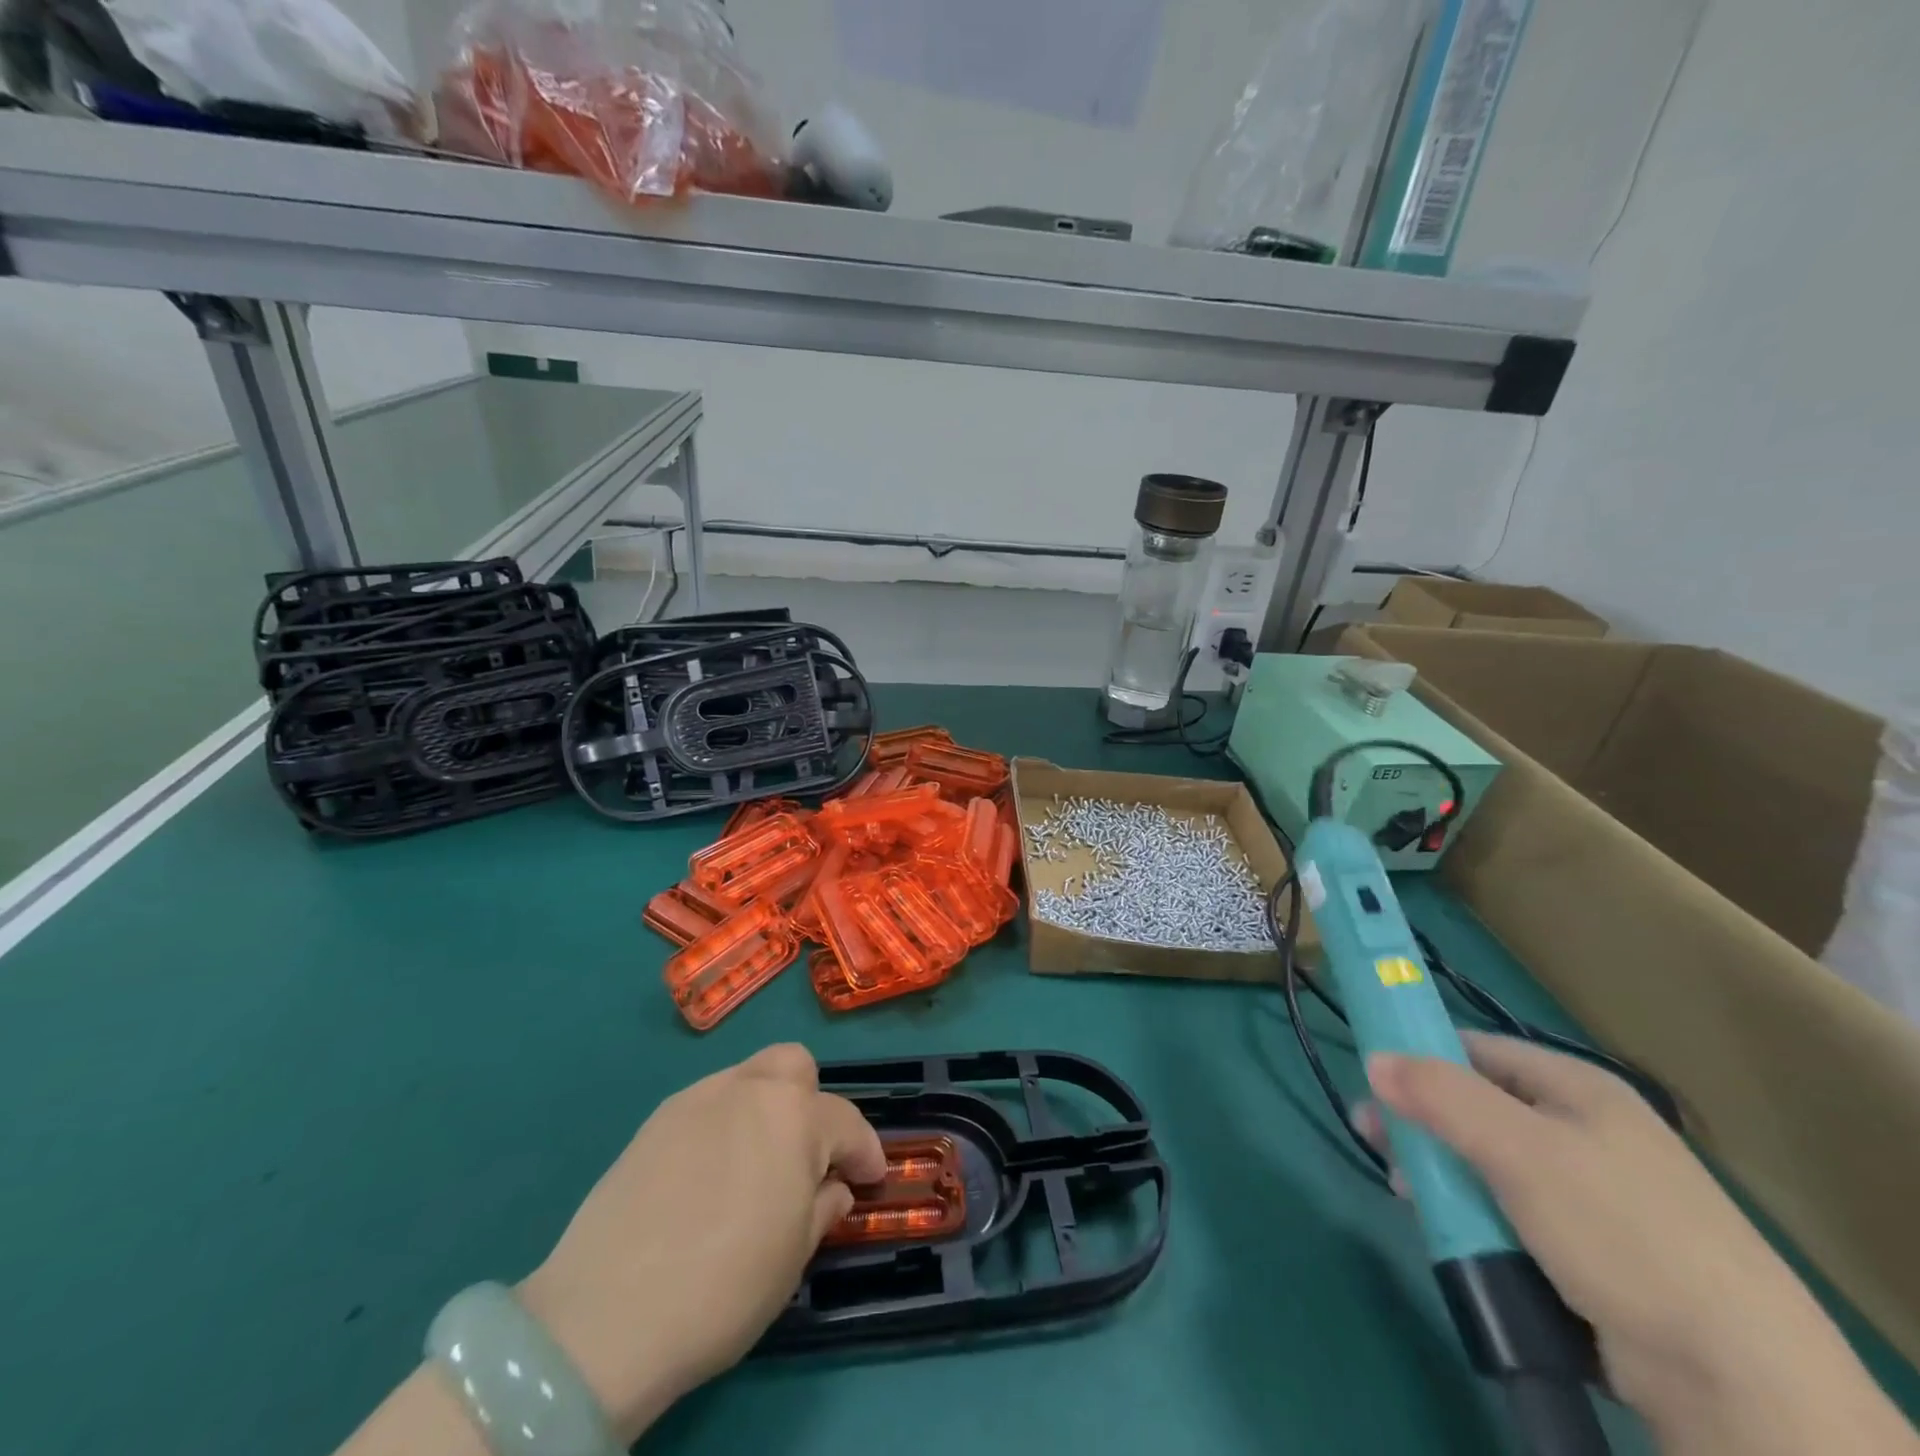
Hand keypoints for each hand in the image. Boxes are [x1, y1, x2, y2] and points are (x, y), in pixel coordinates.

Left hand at [518, 1044, 884, 1443]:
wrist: (608, 1314)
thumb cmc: (725, 1285)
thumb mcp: (794, 1256)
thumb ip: (822, 1207)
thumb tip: (832, 1187)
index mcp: (795, 1116)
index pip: (846, 1122)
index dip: (865, 1151)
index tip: (870, 1178)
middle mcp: (750, 1089)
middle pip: (795, 1066)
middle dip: (811, 1102)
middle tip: (806, 1155)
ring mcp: (698, 1098)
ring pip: (748, 1078)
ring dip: (765, 1109)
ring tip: (754, 1164)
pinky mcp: (656, 1120)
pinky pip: (707, 1104)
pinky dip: (722, 1125)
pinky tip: (708, 1174)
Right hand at [1359, 1034, 1918, 1455]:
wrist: (1735, 1378)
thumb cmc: (1619, 1231)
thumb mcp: (1519, 1150)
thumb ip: (1440, 1096)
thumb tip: (1372, 1058)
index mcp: (1576, 1088)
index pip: (1476, 1049)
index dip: (1420, 1055)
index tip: (1374, 1080)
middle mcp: (1583, 1130)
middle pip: (1475, 1108)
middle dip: (1422, 1124)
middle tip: (1374, 1141)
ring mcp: (1589, 1192)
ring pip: (1486, 1164)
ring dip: (1442, 1175)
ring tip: (1408, 1196)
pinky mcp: (1589, 1249)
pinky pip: (1509, 1213)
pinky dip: (1474, 1217)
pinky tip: (1452, 1232)